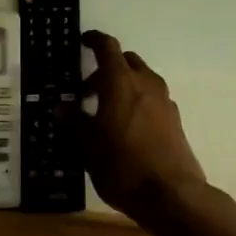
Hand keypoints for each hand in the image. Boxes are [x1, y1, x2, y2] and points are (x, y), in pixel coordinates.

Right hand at [81, 30, 208, 219]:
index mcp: (121, 82)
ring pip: (141, 80)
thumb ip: (74, 122)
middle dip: (106, 70)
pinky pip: (151, 99)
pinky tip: (125, 129)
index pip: (107, 47)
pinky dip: (137, 102)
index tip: (83, 41)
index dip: (94, 40)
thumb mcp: (88, 146)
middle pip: (126, 62)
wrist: (173, 195)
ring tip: (105, 114)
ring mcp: (164, 101)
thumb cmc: (123, 166)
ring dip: (123, 87)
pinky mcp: (174, 120)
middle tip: (87, 92)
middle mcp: (146, 83)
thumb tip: (60, 107)